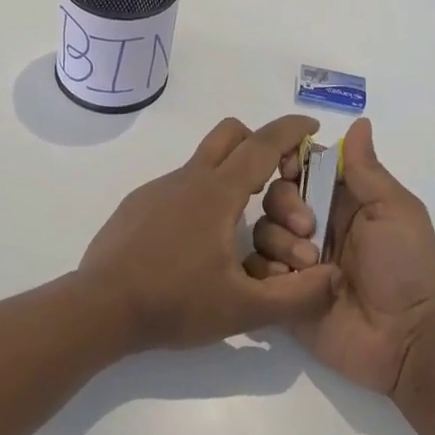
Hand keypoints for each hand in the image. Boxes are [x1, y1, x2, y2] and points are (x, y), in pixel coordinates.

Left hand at [78, 114, 340, 351]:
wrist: (100, 307)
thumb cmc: (174, 302)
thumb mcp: (243, 309)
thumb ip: (295, 297)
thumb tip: (334, 279)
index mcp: (217, 193)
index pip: (262, 145)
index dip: (290, 131)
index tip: (311, 125)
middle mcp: (188, 179)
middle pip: (230, 134)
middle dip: (258, 142)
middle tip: (275, 178)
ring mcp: (158, 189)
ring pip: (203, 163)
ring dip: (229, 177)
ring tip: (240, 225)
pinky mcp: (137, 204)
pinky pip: (178, 187)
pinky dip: (200, 198)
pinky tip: (197, 244)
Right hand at [246, 118, 434, 397]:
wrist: (407, 340)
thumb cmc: (407, 267)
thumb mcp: (395, 211)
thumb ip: (368, 170)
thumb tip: (359, 122)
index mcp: (341, 200)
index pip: (303, 167)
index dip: (290, 163)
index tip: (291, 170)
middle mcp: (315, 225)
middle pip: (275, 195)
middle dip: (285, 206)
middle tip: (310, 229)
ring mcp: (297, 260)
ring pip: (262, 231)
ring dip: (280, 242)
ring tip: (308, 265)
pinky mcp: (284, 294)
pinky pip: (256, 271)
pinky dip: (266, 272)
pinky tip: (289, 283)